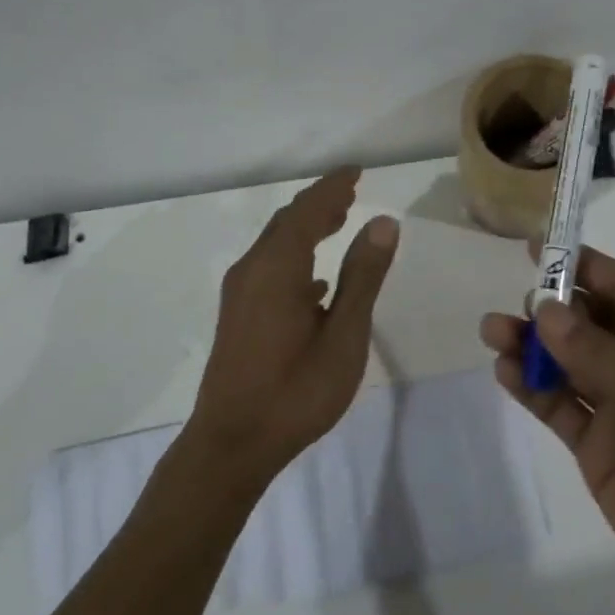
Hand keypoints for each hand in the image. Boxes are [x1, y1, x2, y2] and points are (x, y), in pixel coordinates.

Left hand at [189, 167, 399, 487]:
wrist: (232, 444)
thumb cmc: (296, 391)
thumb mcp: (344, 335)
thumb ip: (362, 276)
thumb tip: (383, 222)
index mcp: (278, 267)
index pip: (308, 209)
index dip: (333, 187)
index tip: (356, 170)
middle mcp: (252, 270)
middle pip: (287, 221)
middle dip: (319, 203)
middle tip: (352, 192)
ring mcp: (240, 293)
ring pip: (276, 244)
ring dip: (307, 227)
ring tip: (339, 221)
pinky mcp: (238, 314)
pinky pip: (269, 267)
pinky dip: (296, 256)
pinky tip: (315, 280)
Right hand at [481, 247, 614, 614]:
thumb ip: (601, 357)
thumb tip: (544, 311)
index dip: (585, 267)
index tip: (540, 247)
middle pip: (592, 325)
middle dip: (553, 310)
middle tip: (514, 301)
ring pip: (569, 364)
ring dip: (533, 347)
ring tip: (493, 332)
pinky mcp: (599, 447)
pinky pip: (560, 407)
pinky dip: (532, 388)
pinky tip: (506, 372)